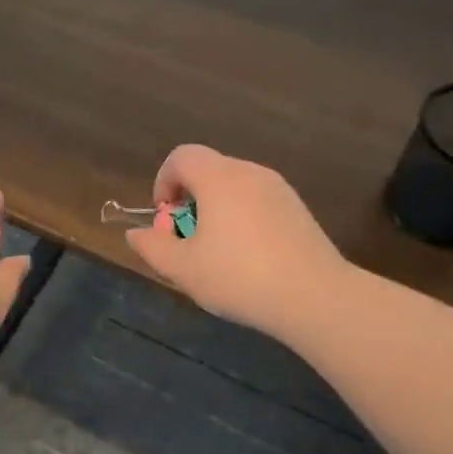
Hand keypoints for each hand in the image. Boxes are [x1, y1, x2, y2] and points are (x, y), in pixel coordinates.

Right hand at [124, 145, 346, 342]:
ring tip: (217, 252)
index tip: (166, 217)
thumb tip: (136, 234)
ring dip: (216, 209)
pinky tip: (249, 258)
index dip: (164, 181)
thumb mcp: (183, 269)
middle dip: (189, 199)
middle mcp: (249, 172)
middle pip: (208, 170)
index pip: (181, 156)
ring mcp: (278, 189)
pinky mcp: (298, 209)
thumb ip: (153, 247)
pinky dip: (242, 217)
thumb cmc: (240, 277)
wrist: (316, 297)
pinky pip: (257, 201)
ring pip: (234, 186)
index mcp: (218, 178)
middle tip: (187, 239)